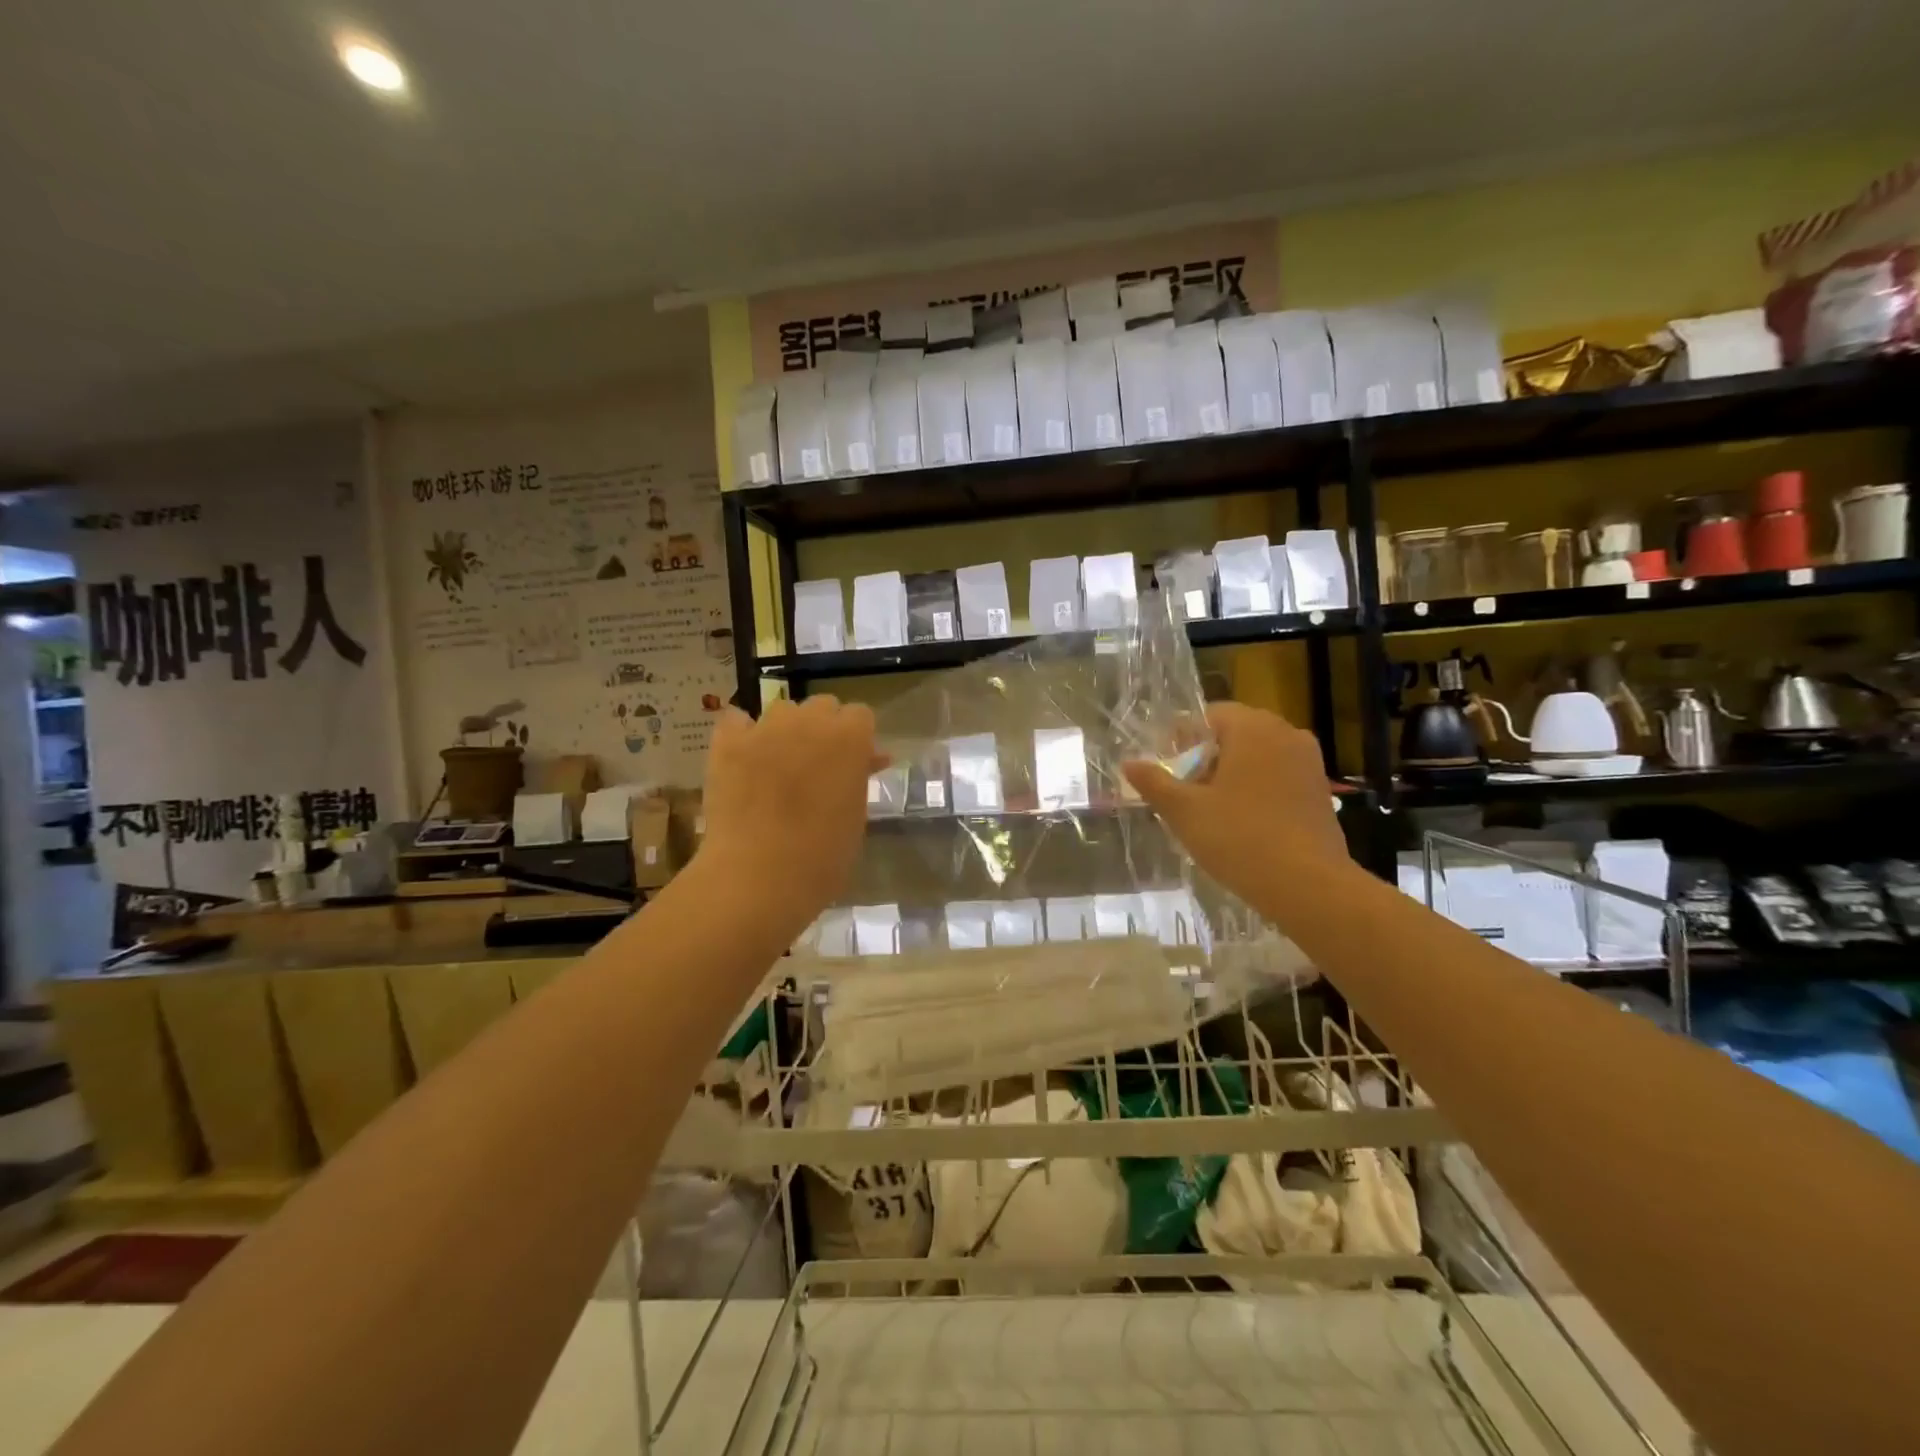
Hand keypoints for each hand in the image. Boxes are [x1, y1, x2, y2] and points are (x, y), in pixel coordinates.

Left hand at [699, 696, 884, 940]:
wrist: (757, 879)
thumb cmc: (821, 859)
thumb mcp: (855, 817)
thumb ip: (859, 779)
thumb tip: (868, 760)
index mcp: (850, 740)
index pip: (860, 715)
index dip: (857, 739)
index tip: (852, 763)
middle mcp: (809, 722)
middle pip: (822, 706)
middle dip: (823, 728)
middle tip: (818, 765)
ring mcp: (765, 729)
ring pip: (781, 711)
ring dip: (786, 730)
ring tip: (778, 763)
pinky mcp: (728, 743)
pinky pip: (736, 721)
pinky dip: (742, 734)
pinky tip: (743, 758)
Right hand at [1122, 702, 1348, 910]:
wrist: (1308, 886)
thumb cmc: (1239, 838)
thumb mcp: (1184, 811)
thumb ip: (1154, 782)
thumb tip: (1128, 763)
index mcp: (1252, 728)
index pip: (1210, 715)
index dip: (1183, 738)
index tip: (1168, 768)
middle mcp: (1286, 734)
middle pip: (1236, 734)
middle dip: (1207, 757)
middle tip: (1185, 791)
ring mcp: (1309, 763)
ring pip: (1259, 756)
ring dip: (1233, 774)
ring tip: (1211, 810)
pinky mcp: (1320, 792)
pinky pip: (1279, 777)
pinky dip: (1258, 790)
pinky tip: (1243, 824)